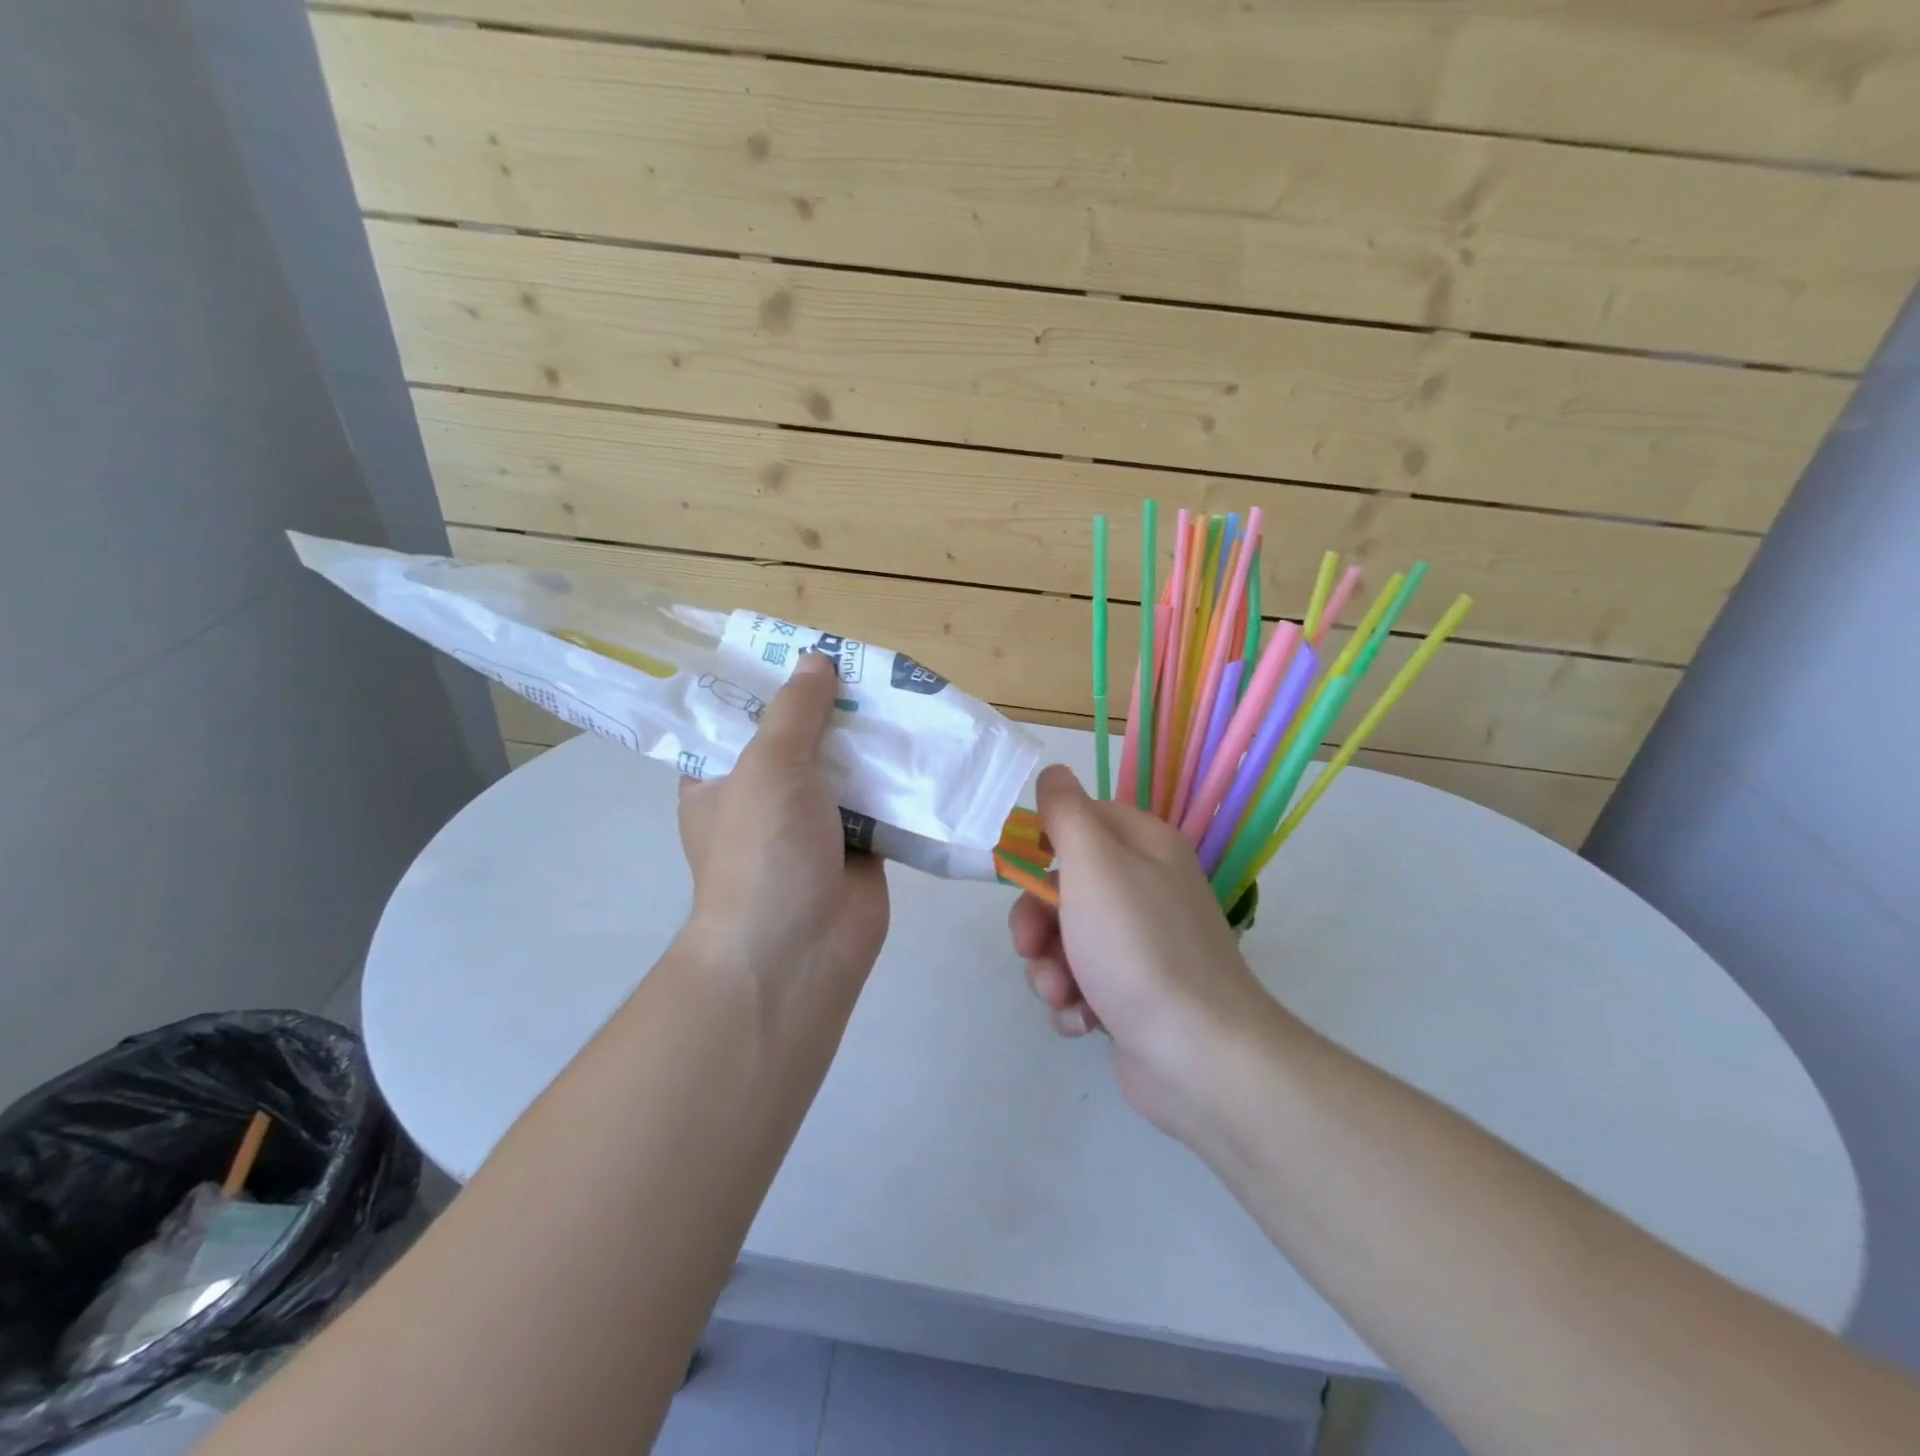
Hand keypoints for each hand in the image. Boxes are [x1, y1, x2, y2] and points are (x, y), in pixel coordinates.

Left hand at [676, 652, 889, 1007]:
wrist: (800, 950)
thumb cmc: (764, 850)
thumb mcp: (769, 766)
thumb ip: (795, 711)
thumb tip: (816, 661)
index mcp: (720, 778)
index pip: (738, 718)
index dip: (769, 684)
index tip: (803, 653)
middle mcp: (765, 798)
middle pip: (800, 739)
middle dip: (833, 709)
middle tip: (868, 668)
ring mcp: (812, 824)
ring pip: (845, 769)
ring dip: (871, 742)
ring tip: (904, 695)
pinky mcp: (858, 846)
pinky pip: (880, 802)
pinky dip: (899, 780)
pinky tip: (925, 744)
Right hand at [1009, 765, 1275, 1136]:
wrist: (1200, 1057)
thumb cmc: (1139, 947)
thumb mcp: (1095, 864)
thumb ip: (1067, 813)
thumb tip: (1054, 773)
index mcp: (1145, 847)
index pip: (1083, 820)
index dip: (1045, 842)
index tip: (1019, 869)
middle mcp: (1146, 890)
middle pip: (1066, 887)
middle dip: (1037, 920)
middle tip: (1031, 946)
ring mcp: (1141, 947)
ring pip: (1067, 941)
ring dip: (1050, 969)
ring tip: (1063, 995)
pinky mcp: (1134, 996)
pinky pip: (1083, 985)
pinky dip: (1075, 1003)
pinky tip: (1084, 1022)